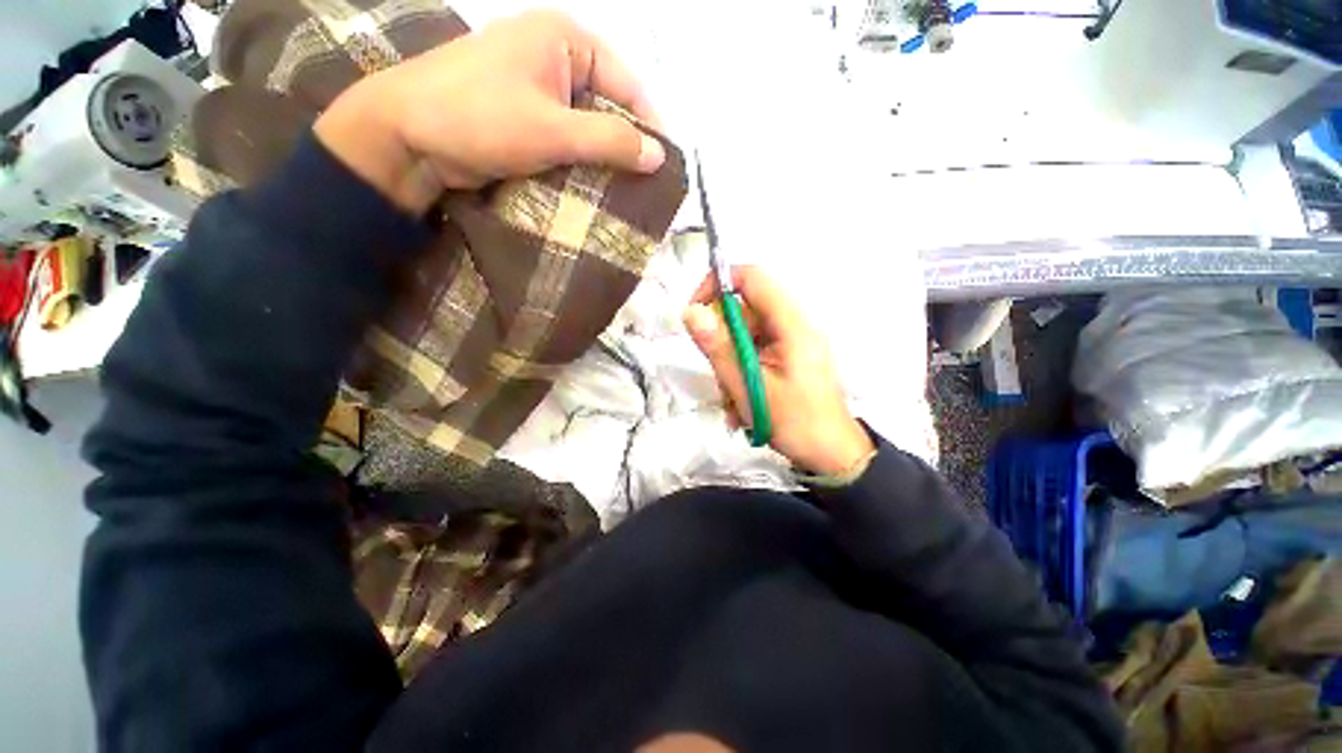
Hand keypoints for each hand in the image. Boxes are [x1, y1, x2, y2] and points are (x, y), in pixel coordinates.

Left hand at [314, 10, 665, 212]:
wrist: (408, 136)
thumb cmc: (481, 119)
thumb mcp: (553, 130)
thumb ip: (610, 141)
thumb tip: (659, 156)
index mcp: (565, 39)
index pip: (627, 83)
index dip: (649, 125)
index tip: (664, 167)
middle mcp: (555, 55)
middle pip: (608, 104)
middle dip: (626, 144)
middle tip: (646, 185)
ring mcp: (538, 84)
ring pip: (588, 123)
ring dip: (604, 156)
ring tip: (626, 190)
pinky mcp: (525, 112)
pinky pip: (567, 135)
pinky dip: (581, 159)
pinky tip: (594, 183)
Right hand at [683, 266, 874, 475]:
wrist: (833, 456)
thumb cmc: (796, 423)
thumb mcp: (749, 387)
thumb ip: (719, 348)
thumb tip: (691, 312)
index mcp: (791, 325)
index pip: (752, 278)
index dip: (718, 285)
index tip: (695, 313)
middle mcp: (792, 327)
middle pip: (743, 314)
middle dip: (722, 345)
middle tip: (721, 378)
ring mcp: (790, 345)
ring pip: (744, 339)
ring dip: (730, 368)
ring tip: (734, 402)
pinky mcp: (787, 360)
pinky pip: (753, 356)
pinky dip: (741, 377)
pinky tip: (741, 406)